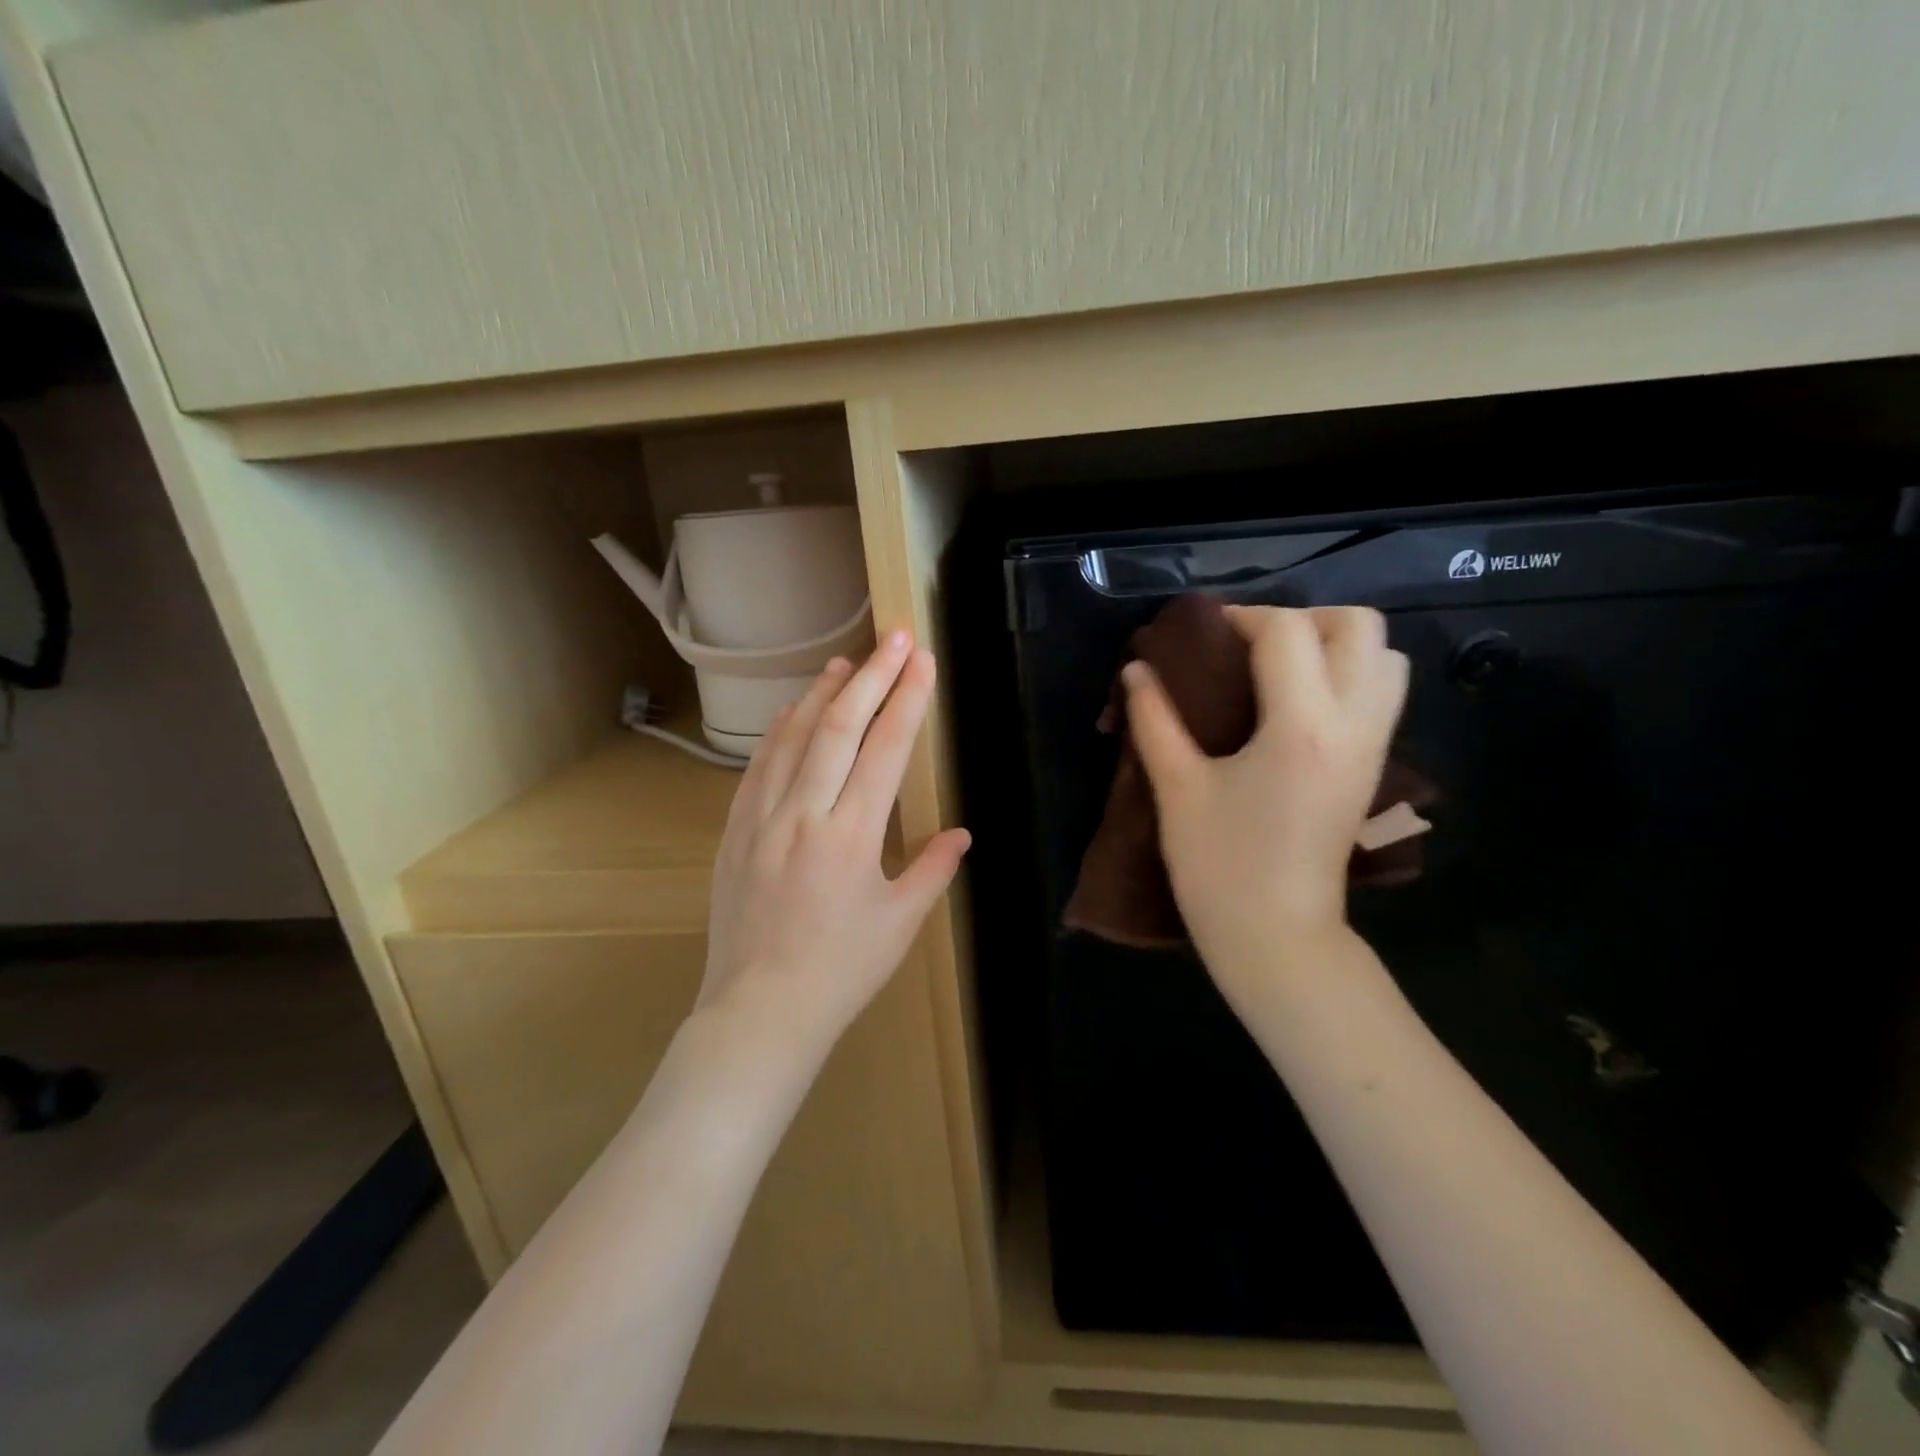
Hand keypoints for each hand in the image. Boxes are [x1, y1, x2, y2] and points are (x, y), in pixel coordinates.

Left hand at [700, 630, 970, 1060]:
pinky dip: (779, 731)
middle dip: (872, 676)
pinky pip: (758, 766)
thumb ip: (933, 870)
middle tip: (894, 637)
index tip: (923, 662)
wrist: (759, 1012)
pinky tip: (792, 711)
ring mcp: (761, 819)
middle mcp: (804, 815)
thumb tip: (962, 833)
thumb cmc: (841, 972)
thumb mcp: (900, 924)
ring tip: (847, 661)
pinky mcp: (734, 831)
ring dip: (822, 693)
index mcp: (851, 837)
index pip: (885, 750)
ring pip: (793, 738)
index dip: (908, 700)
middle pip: (839, 727)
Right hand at [1123, 605, 1407, 989]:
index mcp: (1300, 726)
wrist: (1278, 937)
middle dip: (1303, 619)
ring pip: (1386, 658)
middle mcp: (1352, 724)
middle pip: (1359, 627)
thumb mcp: (1177, 788)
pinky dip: (1348, 676)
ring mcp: (1372, 746)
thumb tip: (1137, 671)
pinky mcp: (1373, 767)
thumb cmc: (1220, 866)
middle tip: (1251, 646)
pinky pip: (1382, 694)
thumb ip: (1154, 720)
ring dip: (1335, 645)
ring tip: (1279, 669)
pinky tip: (1295, 704)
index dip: (1242, 618)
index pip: (1288, 632)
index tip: (1204, 634)